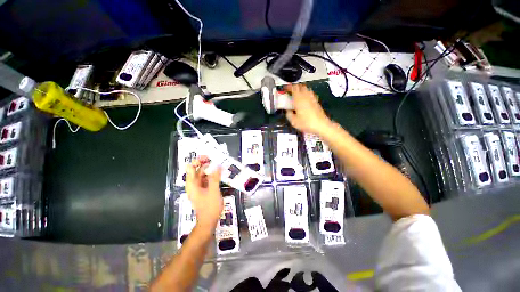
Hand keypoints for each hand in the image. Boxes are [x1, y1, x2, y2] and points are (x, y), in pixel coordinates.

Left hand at [185, 156, 222, 229]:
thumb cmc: (209, 207)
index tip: (208, 157)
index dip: (198, 160)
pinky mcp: (205, 189)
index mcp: (192, 183)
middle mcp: (194, 183)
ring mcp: (199, 186)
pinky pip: (208, 179)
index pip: (191, 167)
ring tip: (220, 163)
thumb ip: (215, 177)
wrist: (209, 221)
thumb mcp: (213, 191)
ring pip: (204, 174)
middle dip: (206, 163)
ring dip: (211, 168)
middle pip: (197, 169)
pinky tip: (220, 172)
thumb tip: (217, 165)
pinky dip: (213, 175)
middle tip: (217, 159)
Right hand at [284, 84, 331, 134]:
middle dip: (295, 87)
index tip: (285, 88)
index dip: (288, 87)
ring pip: (306, 89)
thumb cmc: (306, 123)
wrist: (321, 125)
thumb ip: (289, 114)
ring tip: (297, 94)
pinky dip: (306, 93)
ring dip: (301, 89)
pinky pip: (310, 94)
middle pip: (300, 86)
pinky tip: (305, 99)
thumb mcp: (293, 121)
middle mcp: (306, 96)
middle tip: (290, 91)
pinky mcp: (316, 102)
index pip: (293, 88)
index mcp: (299, 99)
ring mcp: (312, 98)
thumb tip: (288, 111)